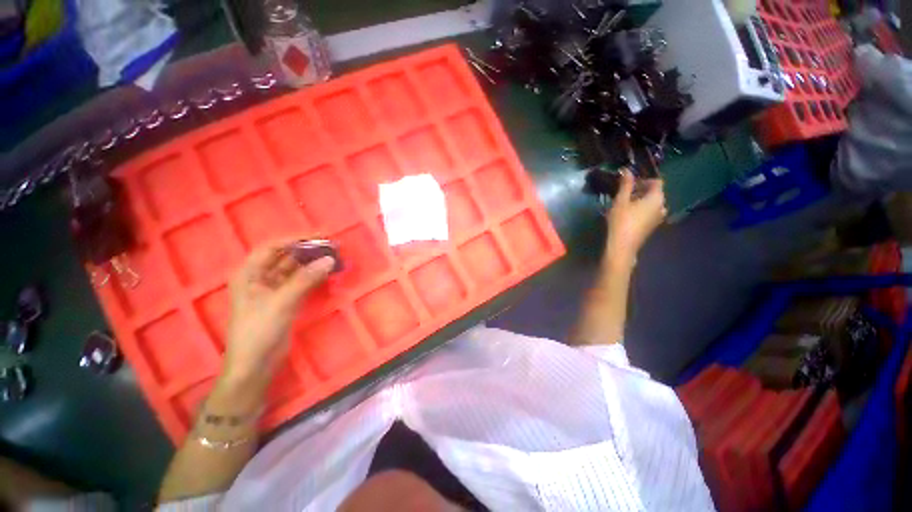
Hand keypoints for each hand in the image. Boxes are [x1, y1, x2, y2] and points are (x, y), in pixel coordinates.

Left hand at [222, 238, 334, 385]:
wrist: (256, 364)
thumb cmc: (260, 330)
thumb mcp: (282, 302)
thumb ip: (306, 279)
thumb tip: (329, 259)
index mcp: (250, 273)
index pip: (273, 248)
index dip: (295, 240)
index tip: (320, 237)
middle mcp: (260, 278)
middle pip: (286, 257)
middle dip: (308, 251)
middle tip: (332, 247)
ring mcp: (273, 290)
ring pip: (295, 270)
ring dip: (313, 264)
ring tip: (334, 258)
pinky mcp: (285, 301)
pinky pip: (301, 282)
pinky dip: (314, 277)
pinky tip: (328, 273)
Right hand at [605, 171, 666, 267]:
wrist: (622, 246)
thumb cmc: (621, 221)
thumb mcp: (621, 201)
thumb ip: (625, 184)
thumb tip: (627, 170)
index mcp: (657, 198)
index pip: (656, 181)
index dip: (643, 179)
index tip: (628, 184)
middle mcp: (662, 206)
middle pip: (654, 192)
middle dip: (640, 190)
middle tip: (624, 194)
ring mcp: (658, 218)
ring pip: (651, 203)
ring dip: (640, 201)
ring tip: (624, 205)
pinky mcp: (652, 226)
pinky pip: (649, 212)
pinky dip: (641, 210)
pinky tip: (627, 215)